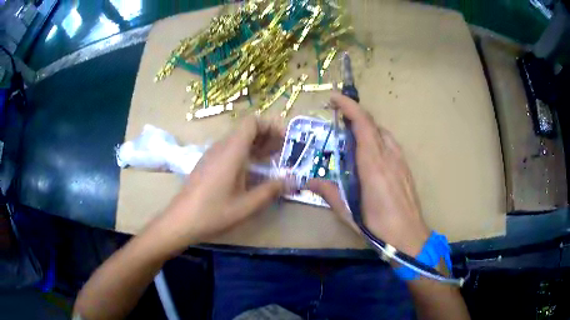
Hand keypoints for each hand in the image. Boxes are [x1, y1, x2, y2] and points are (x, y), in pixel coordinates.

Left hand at [151, 117, 286, 253]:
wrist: (181, 220)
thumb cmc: (213, 212)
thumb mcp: (246, 205)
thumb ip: (271, 191)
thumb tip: (292, 181)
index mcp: (231, 151)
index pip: (252, 122)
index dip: (271, 126)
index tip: (285, 141)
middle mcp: (221, 147)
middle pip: (246, 129)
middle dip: (267, 137)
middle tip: (283, 153)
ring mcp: (212, 154)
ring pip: (238, 139)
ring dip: (256, 146)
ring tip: (271, 161)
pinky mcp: (207, 163)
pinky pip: (229, 149)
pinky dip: (245, 153)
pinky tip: (251, 172)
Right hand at [308, 94, 429, 255]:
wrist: (409, 237)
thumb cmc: (378, 227)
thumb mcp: (348, 212)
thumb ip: (329, 192)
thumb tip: (308, 181)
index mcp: (373, 165)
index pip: (362, 124)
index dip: (349, 106)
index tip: (334, 98)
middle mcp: (389, 156)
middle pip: (373, 124)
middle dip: (354, 115)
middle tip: (337, 119)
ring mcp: (400, 161)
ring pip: (382, 132)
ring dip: (366, 127)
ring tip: (351, 137)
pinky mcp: (406, 168)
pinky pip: (390, 144)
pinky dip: (377, 139)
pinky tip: (370, 156)